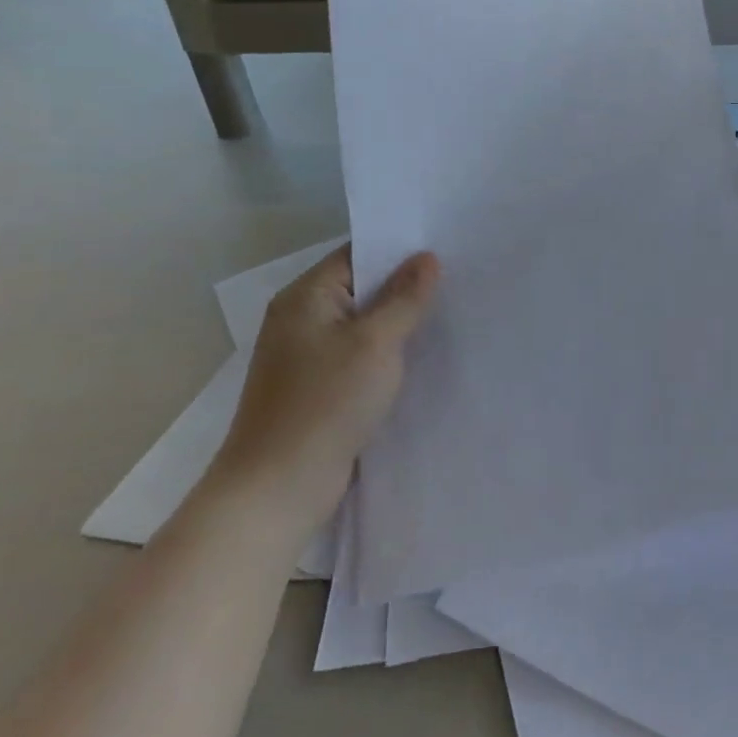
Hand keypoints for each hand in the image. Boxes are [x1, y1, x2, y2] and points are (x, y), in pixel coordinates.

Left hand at [207, 246, 439, 537]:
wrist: (278, 488)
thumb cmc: (326, 404)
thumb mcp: (375, 343)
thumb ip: (404, 298)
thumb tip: (426, 257)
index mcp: (305, 297)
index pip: (357, 253)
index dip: (399, 248)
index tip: (445, 248)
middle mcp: (301, 319)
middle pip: (361, 286)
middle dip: (405, 285)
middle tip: (458, 278)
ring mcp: (307, 355)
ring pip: (363, 323)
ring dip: (399, 320)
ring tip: (449, 312)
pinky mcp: (318, 387)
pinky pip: (359, 354)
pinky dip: (387, 351)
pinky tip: (421, 354)